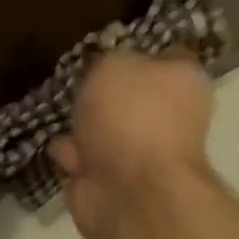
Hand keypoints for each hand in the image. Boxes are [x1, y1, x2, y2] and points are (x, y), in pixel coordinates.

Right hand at [48, 51, 214, 238]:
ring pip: (103, 131)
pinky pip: (83, 160)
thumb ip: (110, 61)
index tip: (112, 46)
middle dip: (102, 93)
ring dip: (81, 127)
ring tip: (59, 113)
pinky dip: (68, 156)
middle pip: (130, 97)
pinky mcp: (110, 184)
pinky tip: (56, 145)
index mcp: (182, 83)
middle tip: (77, 82)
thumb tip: (110, 71)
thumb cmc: (133, 117)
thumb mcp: (116, 64)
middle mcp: (166, 118)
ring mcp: (138, 155)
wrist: (129, 191)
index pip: (167, 55)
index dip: (141, 49)